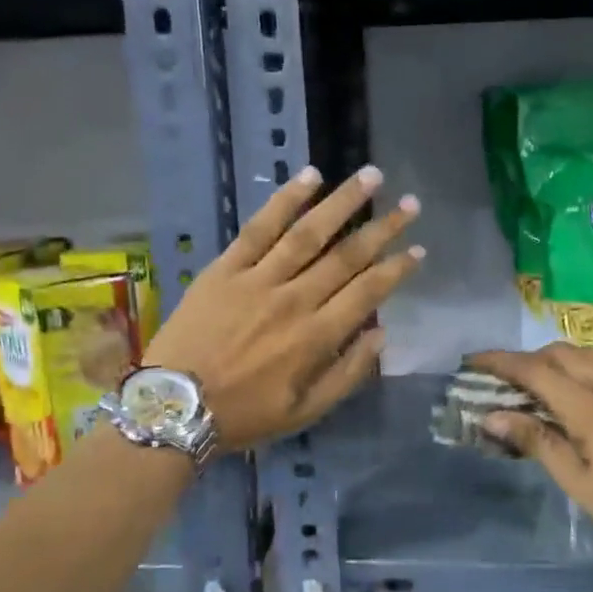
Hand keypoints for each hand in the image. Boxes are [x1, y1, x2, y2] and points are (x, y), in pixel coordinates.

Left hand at [146, 166, 421, 451]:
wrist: (174, 406)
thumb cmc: (243, 415)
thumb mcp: (304, 412)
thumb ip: (348, 374)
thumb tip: (381, 335)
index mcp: (317, 337)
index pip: (368, 292)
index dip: (397, 268)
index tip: (418, 249)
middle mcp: (295, 299)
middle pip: (347, 255)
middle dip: (383, 228)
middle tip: (410, 203)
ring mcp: (259, 279)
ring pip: (309, 232)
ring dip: (343, 202)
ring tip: (371, 176)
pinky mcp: (226, 268)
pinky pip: (259, 228)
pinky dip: (285, 200)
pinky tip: (309, 177)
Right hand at [468, 344, 592, 550]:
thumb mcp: (578, 480)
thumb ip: (536, 441)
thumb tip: (492, 416)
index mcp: (587, 404)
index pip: (533, 369)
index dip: (499, 362)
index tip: (472, 361)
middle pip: (558, 354)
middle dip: (524, 360)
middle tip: (501, 381)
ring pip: (584, 353)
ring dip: (553, 359)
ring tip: (537, 382)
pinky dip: (581, 363)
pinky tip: (579, 383)